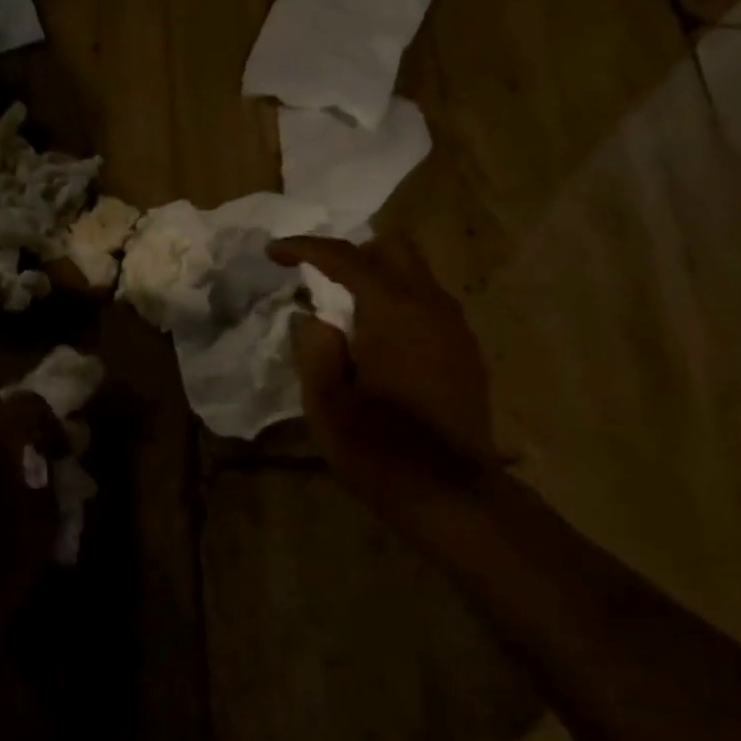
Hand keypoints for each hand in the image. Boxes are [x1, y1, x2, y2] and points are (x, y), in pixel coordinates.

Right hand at [269, 233, 496, 515]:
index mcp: (394, 311)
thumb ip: (315, 349)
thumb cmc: (380, 450)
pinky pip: (429, 307)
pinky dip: (399, 307)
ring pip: (416, 276)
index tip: (274, 252)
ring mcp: (456, 328)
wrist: (450, 492)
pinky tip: (379, 346)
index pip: (346, 257)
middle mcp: (432, 305)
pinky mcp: (465, 351)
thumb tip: (313, 318)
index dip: (305, 248)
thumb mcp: (327, 404)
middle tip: (319, 283)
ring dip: (378, 281)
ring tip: (345, 318)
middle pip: (394, 248)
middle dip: (352, 255)